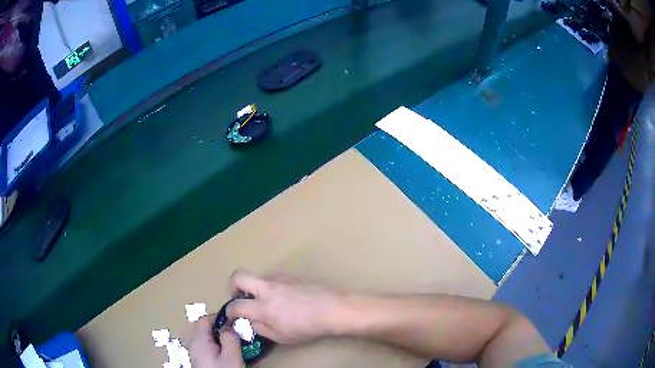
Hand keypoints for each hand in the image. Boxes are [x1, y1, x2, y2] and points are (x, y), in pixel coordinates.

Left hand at [187, 315, 244, 367]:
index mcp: (199, 341)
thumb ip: (230, 338)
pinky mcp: (200, 361)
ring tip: (233, 343)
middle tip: (235, 333)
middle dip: (220, 328)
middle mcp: (194, 345)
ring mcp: (195, 353)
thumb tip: (230, 325)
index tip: (234, 322)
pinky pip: (206, 347)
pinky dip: (216, 346)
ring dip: (218, 337)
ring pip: (206, 338)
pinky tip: (226, 354)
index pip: (204, 319)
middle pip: (204, 328)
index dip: (219, 318)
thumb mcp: (231, 357)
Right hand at [226, 270, 343, 343]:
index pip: (235, 306)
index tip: (232, 315)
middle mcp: (267, 288)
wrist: (332, 308)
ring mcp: (279, 278)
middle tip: (239, 297)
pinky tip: (284, 298)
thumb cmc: (307, 327)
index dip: (229, 311)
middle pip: (238, 276)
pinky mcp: (290, 274)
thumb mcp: (281, 336)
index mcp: (263, 307)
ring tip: (268, 302)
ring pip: (257, 277)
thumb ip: (259, 328)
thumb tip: (247, 320)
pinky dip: (270, 287)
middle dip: (232, 285)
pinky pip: (272, 278)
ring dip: (255, 287)